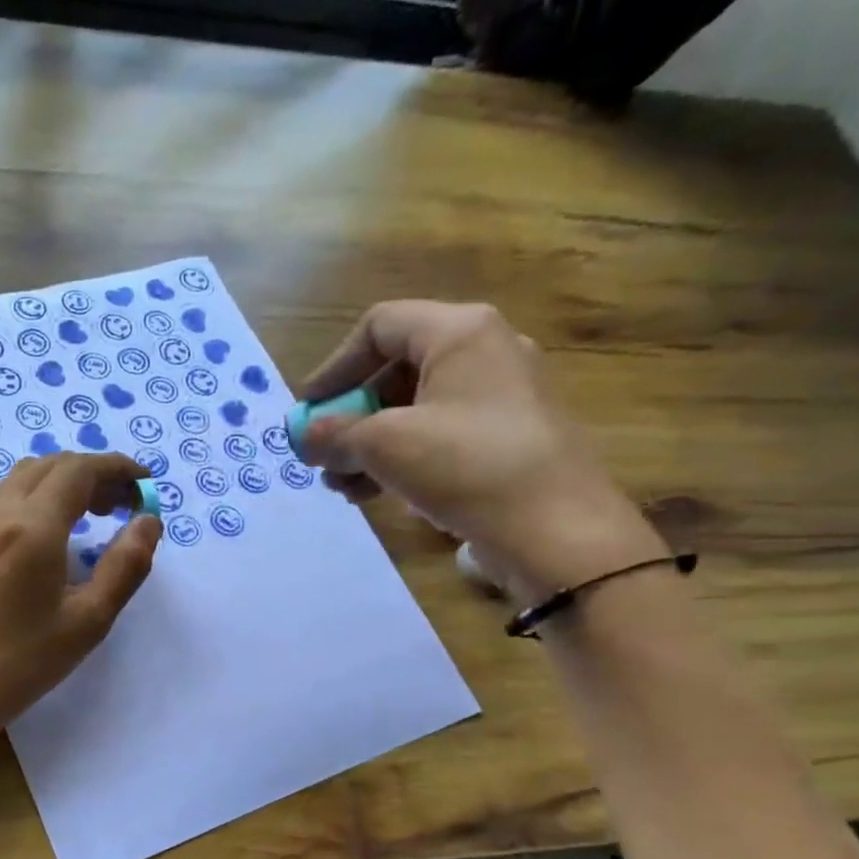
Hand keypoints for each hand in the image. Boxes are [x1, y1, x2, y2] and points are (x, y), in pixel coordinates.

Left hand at [0, 452, 160, 752]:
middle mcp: (2, 512)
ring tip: (97, 513)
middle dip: (96, 473)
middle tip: (126, 504)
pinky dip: (43, 494)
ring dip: (67, 481)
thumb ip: (126, 565)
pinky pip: (10, 495)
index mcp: (33, 527)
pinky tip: (60, 530)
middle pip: (53, 465)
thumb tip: (149, 521)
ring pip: (28, 475)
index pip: (80, 470)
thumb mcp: (90, 618)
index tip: (146, 484)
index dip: (118, 468)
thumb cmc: (26, 659)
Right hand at [299, 301, 665, 600]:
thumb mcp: (384, 445)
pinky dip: (401, 460)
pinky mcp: (506, 440)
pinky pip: (439, 437)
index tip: (307, 414)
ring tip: (343, 488)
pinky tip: (377, 496)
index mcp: (460, 332)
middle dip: (349, 418)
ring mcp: (500, 399)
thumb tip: (302, 438)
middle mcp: (485, 353)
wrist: (556, 531)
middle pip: (394, 372)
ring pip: (414, 411)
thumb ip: (334, 435)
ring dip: (368, 447)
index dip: (333, 368)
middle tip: (322, 458)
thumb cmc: (466, 467)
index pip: (378, 327)